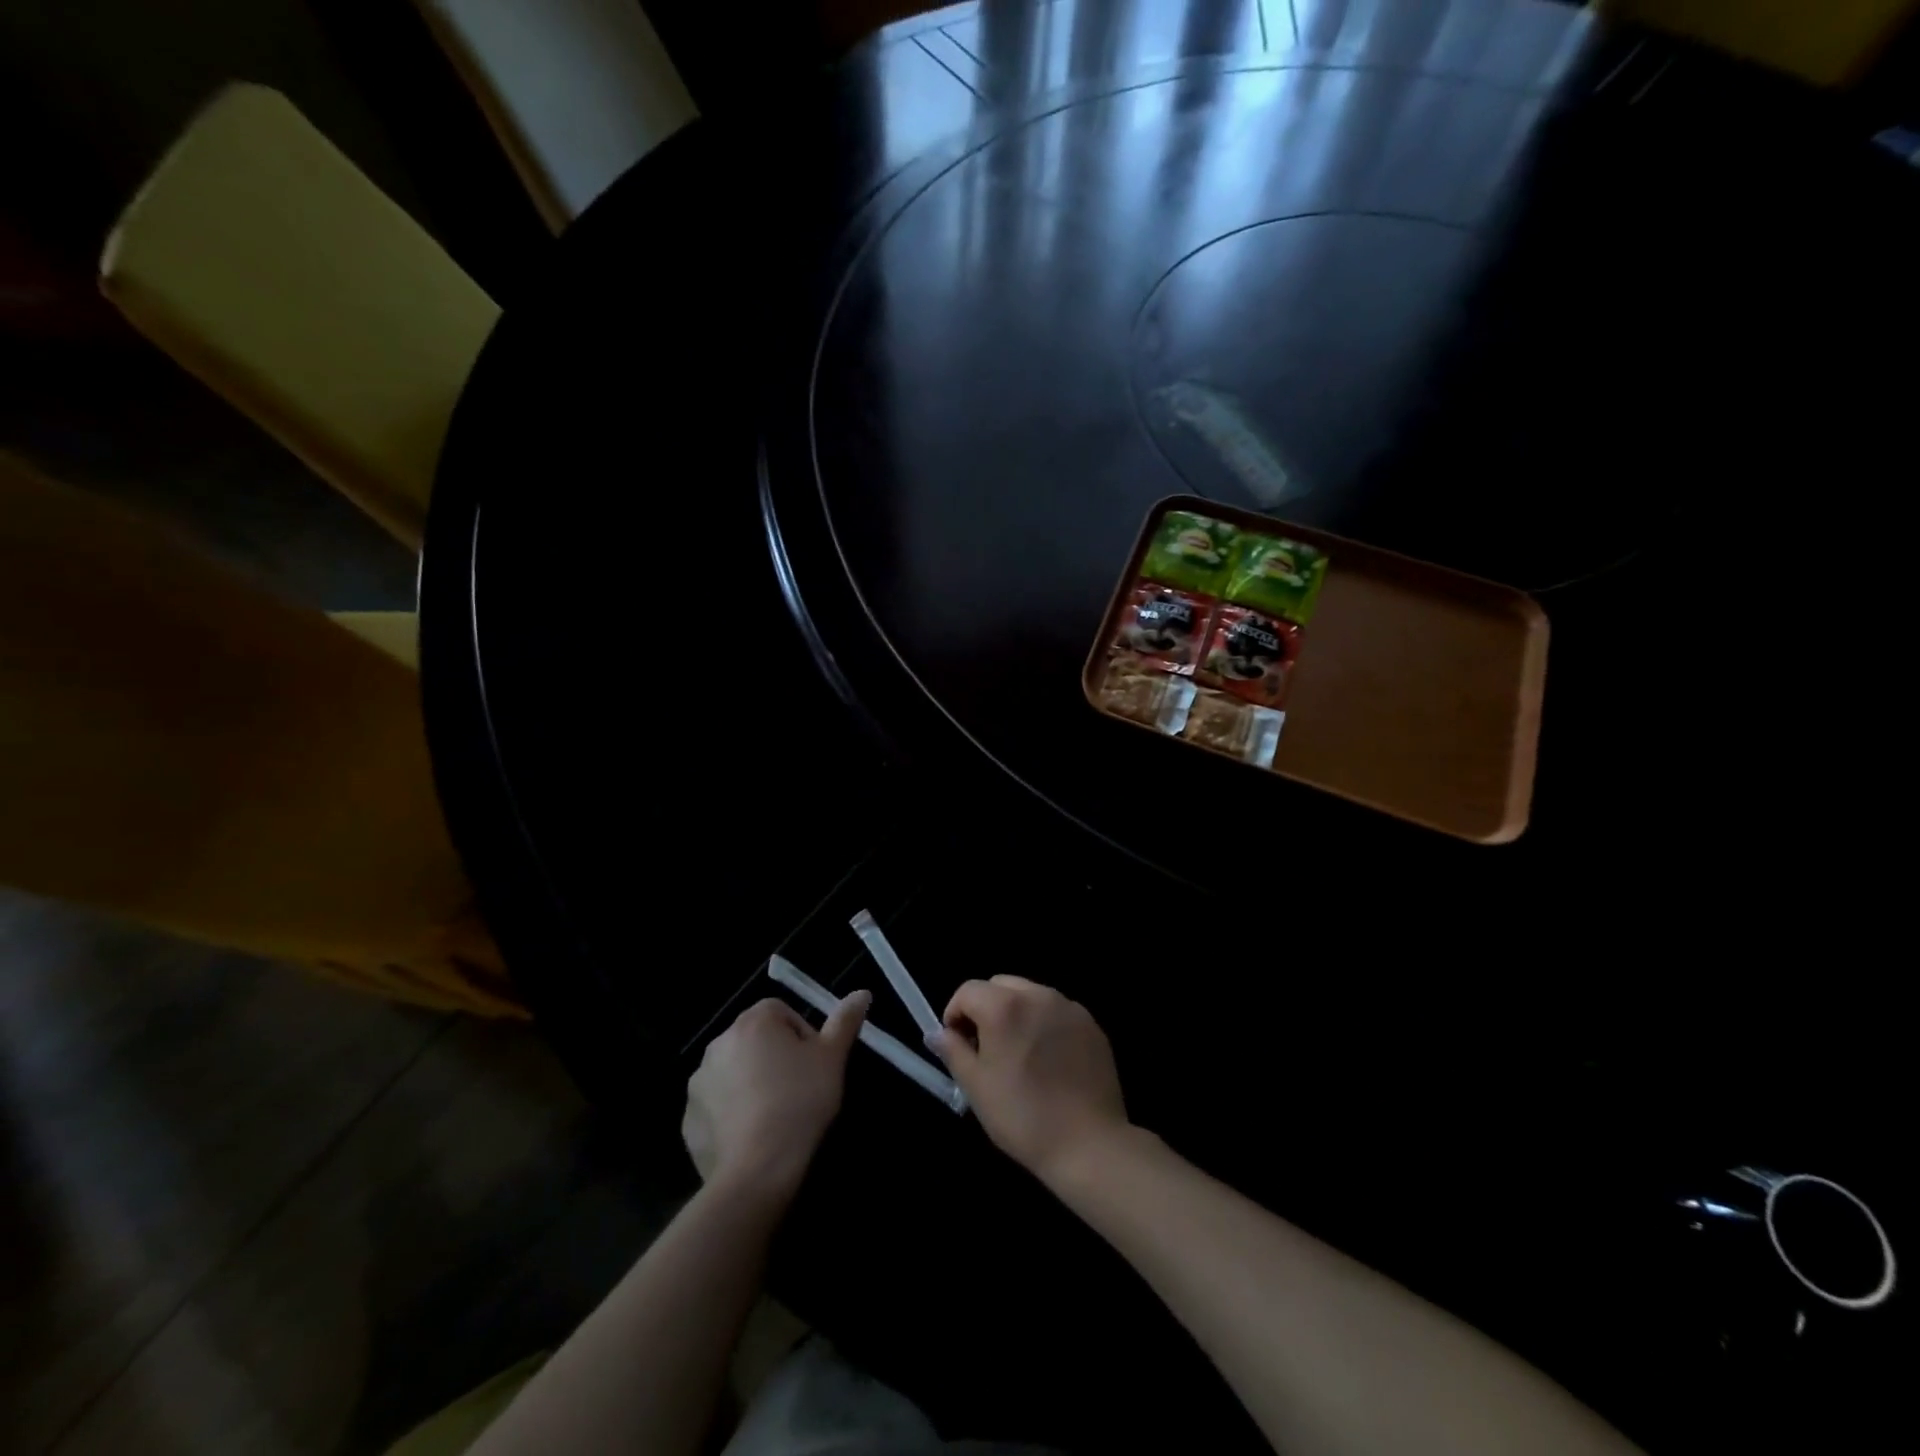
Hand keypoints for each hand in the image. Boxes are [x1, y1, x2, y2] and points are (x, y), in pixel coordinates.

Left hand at [683, 991, 870, 1204]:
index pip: (780, 1012)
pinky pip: (716, 1105)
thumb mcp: (832, 1059)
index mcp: (752, 1022)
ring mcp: (698, 1082)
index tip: (813, 1064)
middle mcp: (718, 1043)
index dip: (801, 1034)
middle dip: (775, 1057)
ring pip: (734, 1071)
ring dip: (751, 1082)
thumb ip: (845, 1021)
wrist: (756, 1170)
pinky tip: (752, 1135)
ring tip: (775, 1114)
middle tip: (799, 1088)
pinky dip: (732, 1112)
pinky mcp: (688, 1118)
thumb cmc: (799, 1103)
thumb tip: (862, 992)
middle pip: (755, 1039)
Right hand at [936, 976, 1128, 1186]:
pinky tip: (1050, 1062)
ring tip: (1020, 1055)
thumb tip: (937, 1033)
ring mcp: (1069, 1007)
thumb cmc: (1022, 1117)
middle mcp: (1038, 995)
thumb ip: (953, 1051)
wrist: (1088, 1144)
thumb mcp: (976, 1087)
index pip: (968, 991)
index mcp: (1004, 1006)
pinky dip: (1045, 1024)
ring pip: (1031, 995)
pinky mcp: (1091, 1024)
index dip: (955, 1014)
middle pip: (1000, 985)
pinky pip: (1058, 1012)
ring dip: (1017, 1013)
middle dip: (986, 1008)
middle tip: (986, 1048)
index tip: (957, 1045)